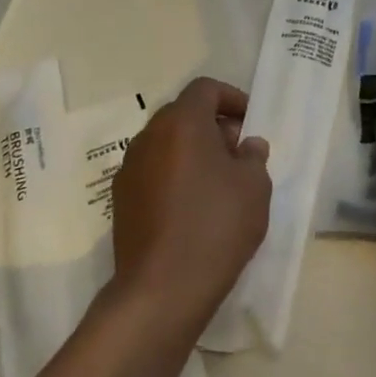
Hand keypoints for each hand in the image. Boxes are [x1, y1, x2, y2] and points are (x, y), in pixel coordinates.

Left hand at [110, 77, 270, 330]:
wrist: (162, 288)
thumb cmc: (217, 225)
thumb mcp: (254, 186)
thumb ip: (253, 156)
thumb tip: (246, 145)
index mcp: (182, 123)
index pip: (205, 89)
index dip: (232, 98)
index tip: (250, 122)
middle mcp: (149, 137)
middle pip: (183, 114)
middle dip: (213, 126)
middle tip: (238, 153)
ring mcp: (129, 169)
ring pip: (166, 144)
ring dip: (192, 152)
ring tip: (218, 183)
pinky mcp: (121, 200)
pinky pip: (153, 172)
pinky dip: (174, 175)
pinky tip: (193, 207)